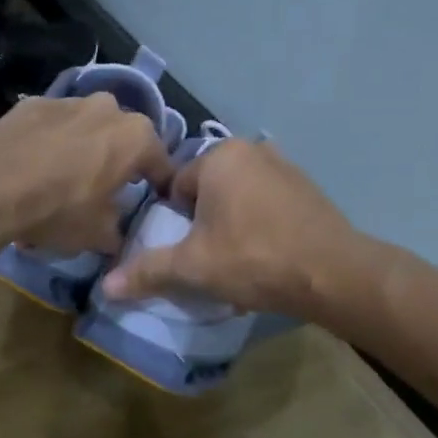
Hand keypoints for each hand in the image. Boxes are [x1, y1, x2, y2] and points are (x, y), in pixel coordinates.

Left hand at [0, 93, 173, 255]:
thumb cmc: (59, 209)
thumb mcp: (97, 234)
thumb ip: (117, 233)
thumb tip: (118, 236)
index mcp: (136, 138)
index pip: (161, 164)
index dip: (160, 186)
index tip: (155, 202)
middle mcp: (108, 108)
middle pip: (123, 138)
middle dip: (119, 161)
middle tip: (107, 188)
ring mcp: (68, 101)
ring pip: (87, 127)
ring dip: (83, 147)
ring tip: (65, 177)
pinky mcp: (32, 103)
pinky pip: (52, 125)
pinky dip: (50, 141)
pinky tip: (33, 166)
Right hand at [101, 139, 362, 314]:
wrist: (332, 274)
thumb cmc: (253, 259)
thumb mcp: (192, 267)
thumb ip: (148, 271)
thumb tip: (105, 287)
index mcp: (219, 157)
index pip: (175, 187)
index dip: (174, 224)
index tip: (185, 253)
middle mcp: (252, 149)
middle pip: (207, 192)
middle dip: (203, 224)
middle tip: (210, 260)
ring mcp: (285, 166)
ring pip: (237, 199)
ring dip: (231, 226)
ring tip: (238, 263)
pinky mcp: (308, 189)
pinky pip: (266, 205)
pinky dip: (259, 227)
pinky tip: (266, 257)